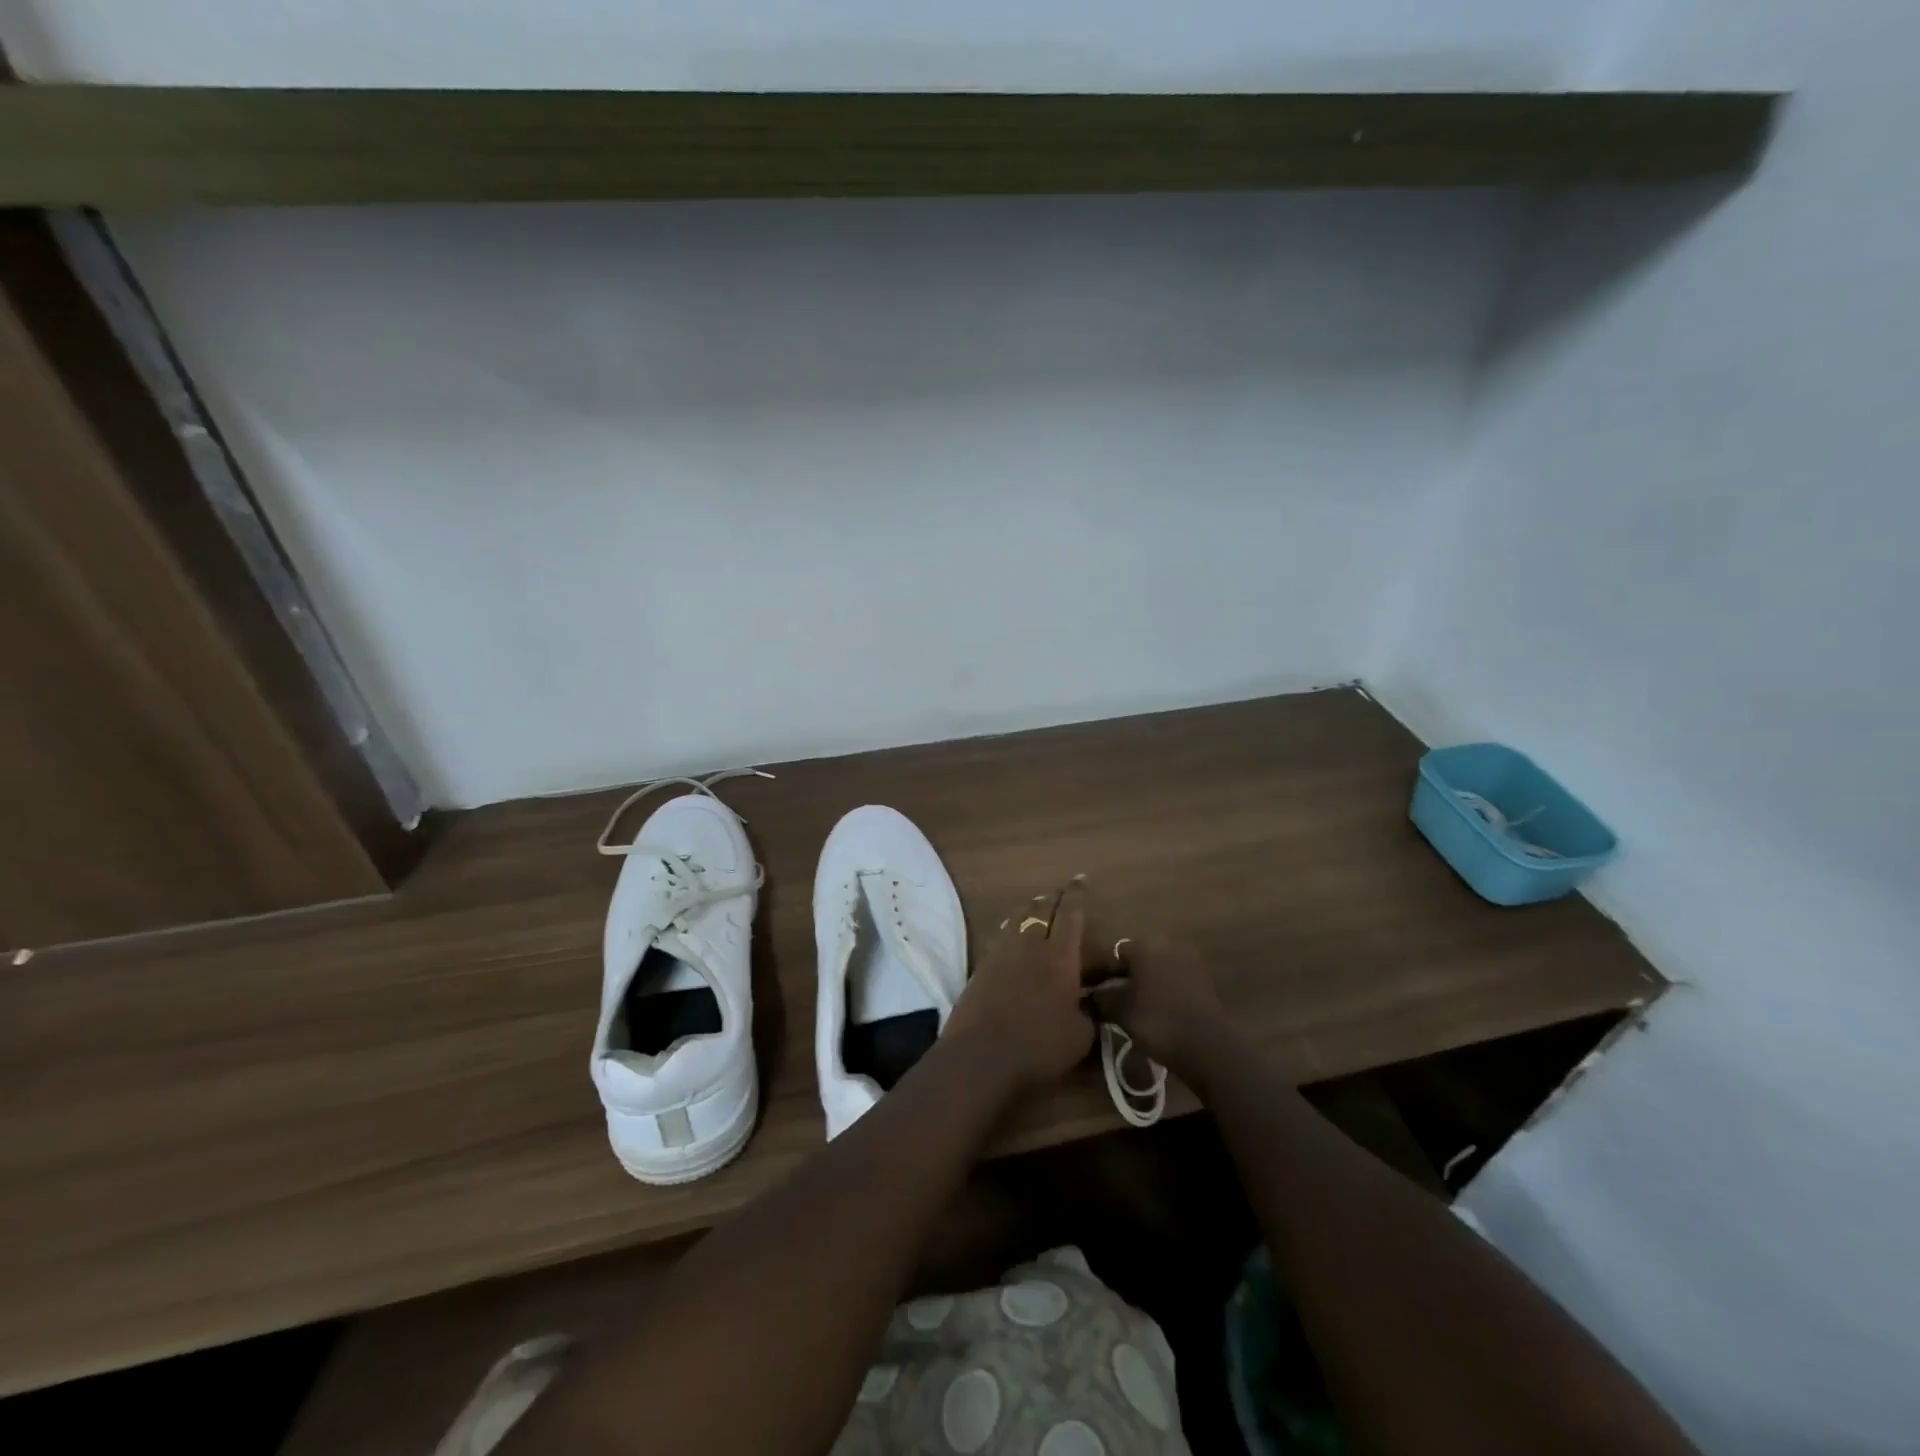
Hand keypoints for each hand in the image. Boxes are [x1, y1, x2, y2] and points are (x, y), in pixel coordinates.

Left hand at [944, 880, 1095, 1094]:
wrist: (980, 1057)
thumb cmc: (1038, 1047)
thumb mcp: (1080, 1036)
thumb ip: (1089, 1013)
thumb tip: (1090, 1002)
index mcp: (1059, 955)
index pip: (1071, 914)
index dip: (1077, 895)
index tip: (1080, 879)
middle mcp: (1029, 944)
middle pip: (1041, 908)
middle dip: (1054, 897)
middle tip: (1061, 892)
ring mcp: (1001, 952)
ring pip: (1017, 918)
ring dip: (1030, 908)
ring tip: (1038, 906)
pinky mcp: (981, 966)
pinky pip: (1002, 935)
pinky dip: (1012, 928)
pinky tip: (1014, 935)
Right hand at [1085, 936, 1233, 1084]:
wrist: (1209, 1048)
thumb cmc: (1158, 1022)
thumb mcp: (1120, 1011)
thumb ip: (1100, 999)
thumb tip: (1084, 997)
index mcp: (1145, 945)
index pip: (1113, 953)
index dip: (1099, 973)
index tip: (1091, 993)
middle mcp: (1168, 945)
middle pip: (1136, 959)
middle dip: (1123, 977)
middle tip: (1111, 1001)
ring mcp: (1190, 962)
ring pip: (1156, 970)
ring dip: (1144, 985)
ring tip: (1133, 1010)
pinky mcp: (1204, 982)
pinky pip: (1174, 982)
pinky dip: (1163, 993)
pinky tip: (1156, 1014)